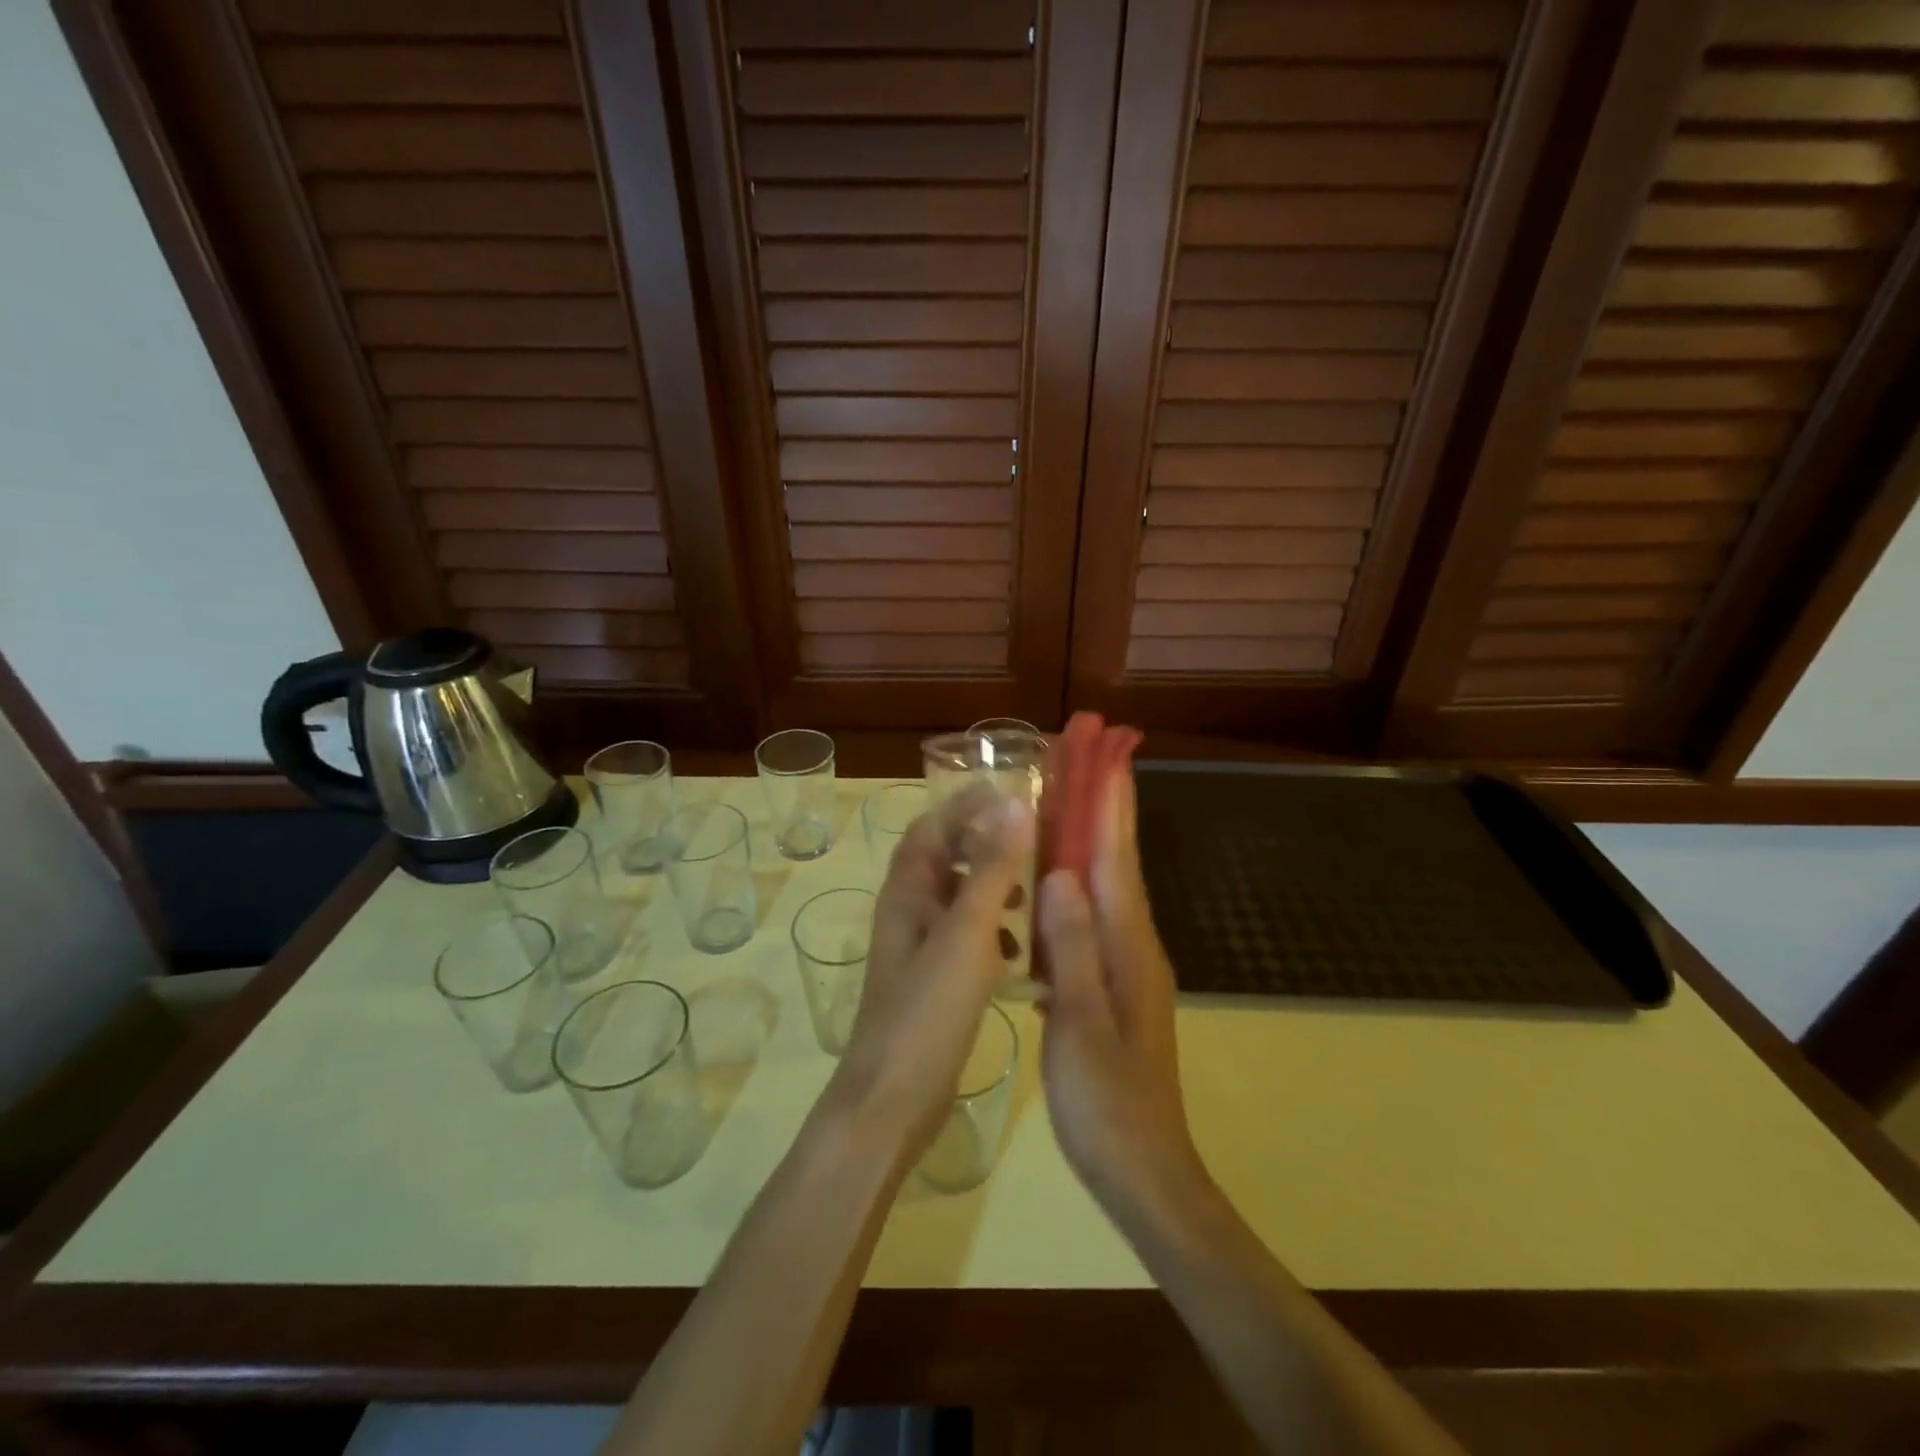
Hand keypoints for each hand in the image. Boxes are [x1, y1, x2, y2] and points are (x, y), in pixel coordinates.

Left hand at [830, 783, 1032, 1158]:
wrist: (892, 1099)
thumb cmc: (927, 1009)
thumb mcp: (966, 932)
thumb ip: (991, 869)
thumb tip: (1014, 805)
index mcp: (907, 891)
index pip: (931, 828)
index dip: (964, 806)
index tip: (1009, 793)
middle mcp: (908, 912)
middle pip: (944, 859)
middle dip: (983, 844)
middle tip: (1029, 842)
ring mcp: (918, 949)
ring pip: (957, 900)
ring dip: (990, 888)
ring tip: (1029, 895)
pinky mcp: (932, 982)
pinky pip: (964, 939)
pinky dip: (991, 933)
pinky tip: (1018, 954)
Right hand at [1036, 770, 1206, 1220]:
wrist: (1142, 1170)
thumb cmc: (1107, 1101)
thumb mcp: (1082, 1023)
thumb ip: (1074, 947)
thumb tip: (1062, 873)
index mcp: (1128, 946)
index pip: (1116, 859)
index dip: (1110, 806)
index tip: (1106, 755)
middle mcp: (1133, 944)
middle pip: (1115, 863)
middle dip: (1101, 810)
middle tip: (1078, 764)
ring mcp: (1125, 966)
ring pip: (1103, 889)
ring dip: (1087, 843)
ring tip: (1058, 806)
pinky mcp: (1111, 985)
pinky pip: (1089, 919)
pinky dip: (1072, 888)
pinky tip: (1048, 887)